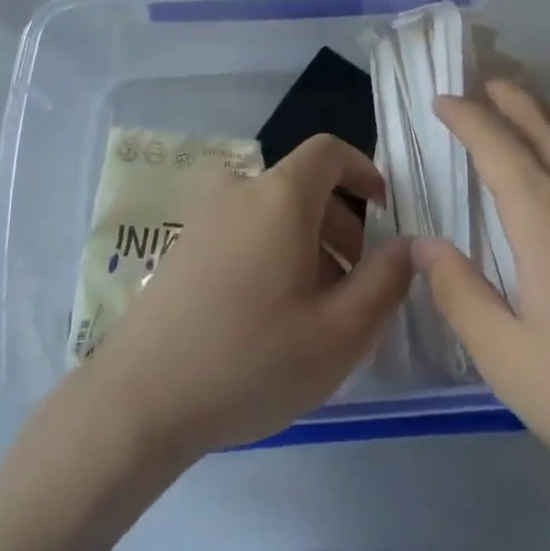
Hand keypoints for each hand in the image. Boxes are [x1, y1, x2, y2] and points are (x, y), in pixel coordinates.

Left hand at [73, 135, 414, 458]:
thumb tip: (409, 244)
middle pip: (303, 186)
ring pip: (273, 212)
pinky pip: (244, 230)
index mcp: (280, 195)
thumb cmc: (251, 359)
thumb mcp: (340, 332)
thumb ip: (386, 281)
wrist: (140, 399)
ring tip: (316, 309)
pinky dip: (271, 252)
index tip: (384, 210)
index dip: (363, 170)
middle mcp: (240, 189)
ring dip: (307, 244)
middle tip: (357, 286)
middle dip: (341, 225)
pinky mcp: (183, 244)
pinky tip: (270, 315)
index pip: (329, 152)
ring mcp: (204, 215)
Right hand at [421, 80, 549, 532]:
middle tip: (484, 82)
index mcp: (547, 218)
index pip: (496, 145)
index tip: (441, 101)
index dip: (466, 117)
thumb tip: (424, 245)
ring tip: (516, 121)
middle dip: (511, 101)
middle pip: (544, 130)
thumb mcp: (510, 360)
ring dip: (539, 127)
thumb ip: (461, 295)